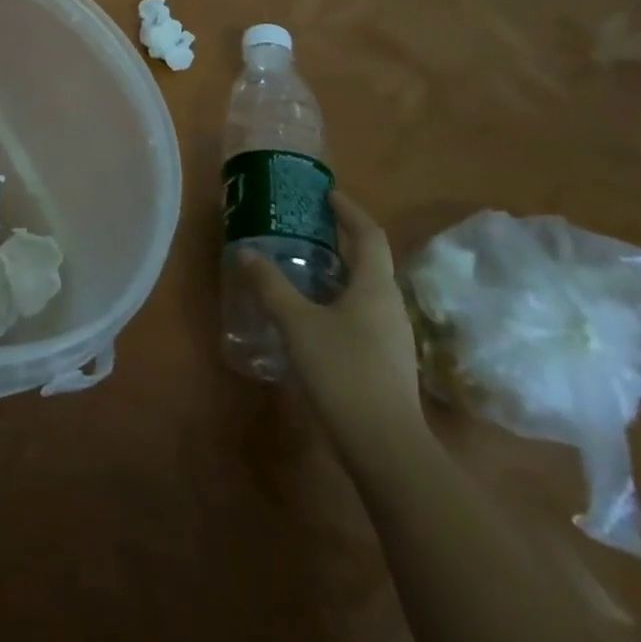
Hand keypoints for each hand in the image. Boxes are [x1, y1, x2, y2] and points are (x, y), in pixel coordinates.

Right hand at [241, 192, 424, 464]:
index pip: (369, 234)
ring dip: (339, 272)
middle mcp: (390, 305)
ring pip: (366, 290)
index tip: (326, 195)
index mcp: (376, 287)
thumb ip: (271, 286)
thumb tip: (247, 253)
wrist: (385, 446)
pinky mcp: (387, 361)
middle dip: (341, 240)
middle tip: (306, 228)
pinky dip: (339, 300)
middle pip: (370, 261)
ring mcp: (393, 336)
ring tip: (304, 267)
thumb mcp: (298, 323)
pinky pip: (363, 315)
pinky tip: (314, 315)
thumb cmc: (343, 371)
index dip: (349, 210)